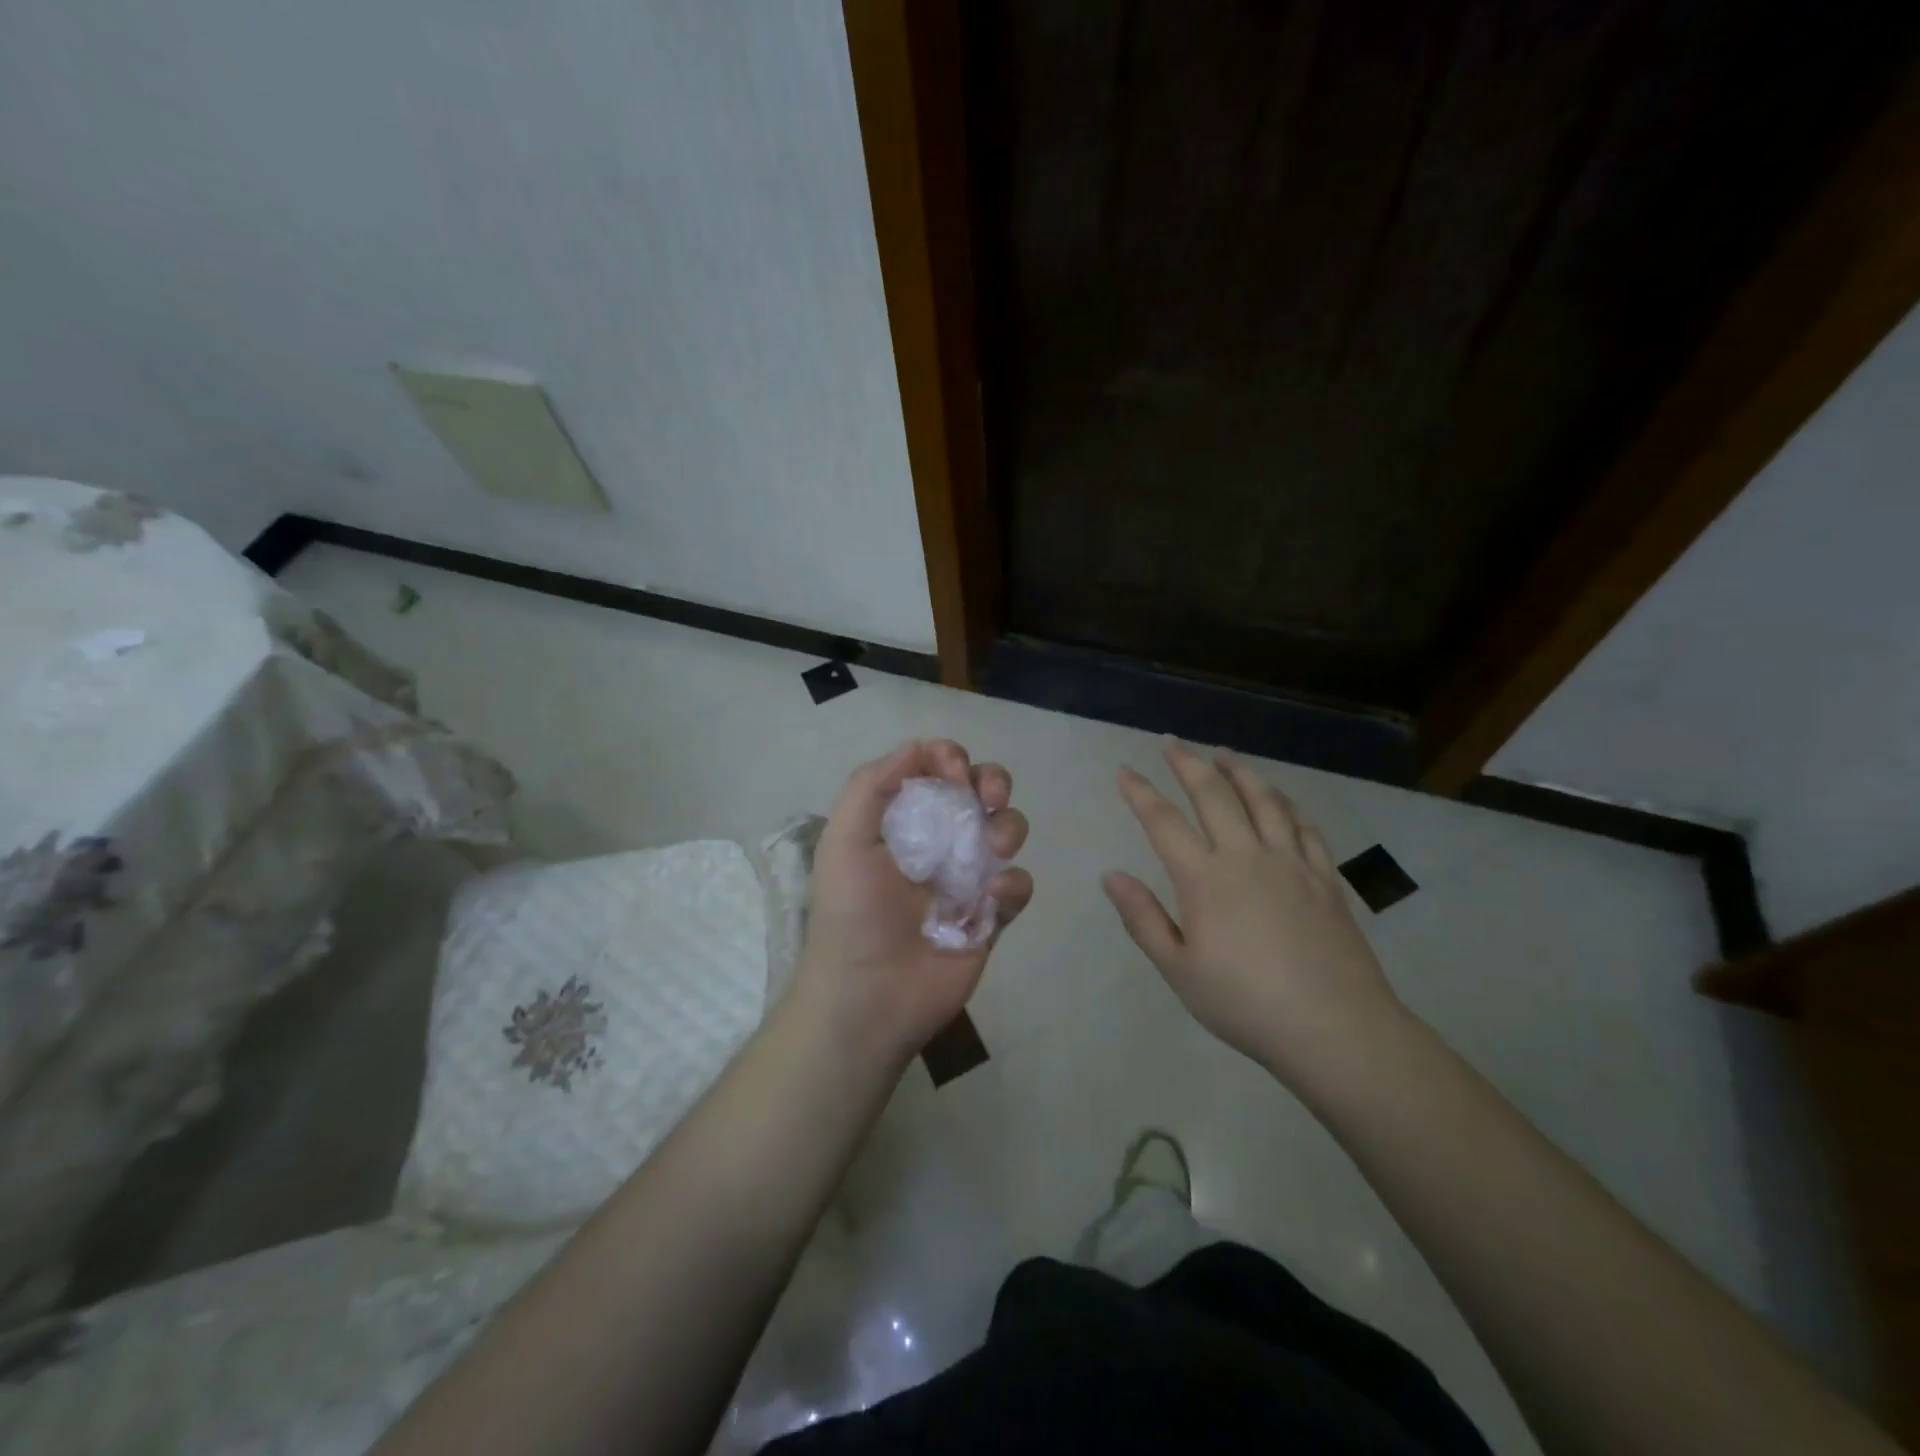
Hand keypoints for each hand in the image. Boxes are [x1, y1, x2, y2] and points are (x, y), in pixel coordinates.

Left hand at [795, 739, 1032, 1064]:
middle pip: (981, 791)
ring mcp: (967, 878)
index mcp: (902, 821)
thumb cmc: (852, 913)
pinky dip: (1012, 884)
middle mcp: (938, 841)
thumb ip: (872, 784)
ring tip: (990, 848)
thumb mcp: (844, 839)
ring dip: (1007, 827)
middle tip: (989, 796)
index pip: (936, 770)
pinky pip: (1018, 885)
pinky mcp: (991, 916)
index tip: (954, 772)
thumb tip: (918, 747)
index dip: (950, 758)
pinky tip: (990, 898)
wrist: (869, 996)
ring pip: (1007, 830)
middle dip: (993, 781)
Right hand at [1103, 741, 1405, 1087]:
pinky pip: (1304, 826)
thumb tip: (1111, 875)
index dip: (1140, 792)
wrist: (1335, 1029)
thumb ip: (1143, 919)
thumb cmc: (1245, 1004)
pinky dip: (1286, 804)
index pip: (1163, 821)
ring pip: (1263, 800)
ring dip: (1239, 771)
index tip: (1124, 771)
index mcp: (1205, 879)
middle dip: (1188, 763)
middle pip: (1214, 795)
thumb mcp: (1179, 970)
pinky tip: (1280, 798)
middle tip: (1172, 742)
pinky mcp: (1325, 877)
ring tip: (1223, 753)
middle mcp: (1246, 857)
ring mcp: (1291, 863)